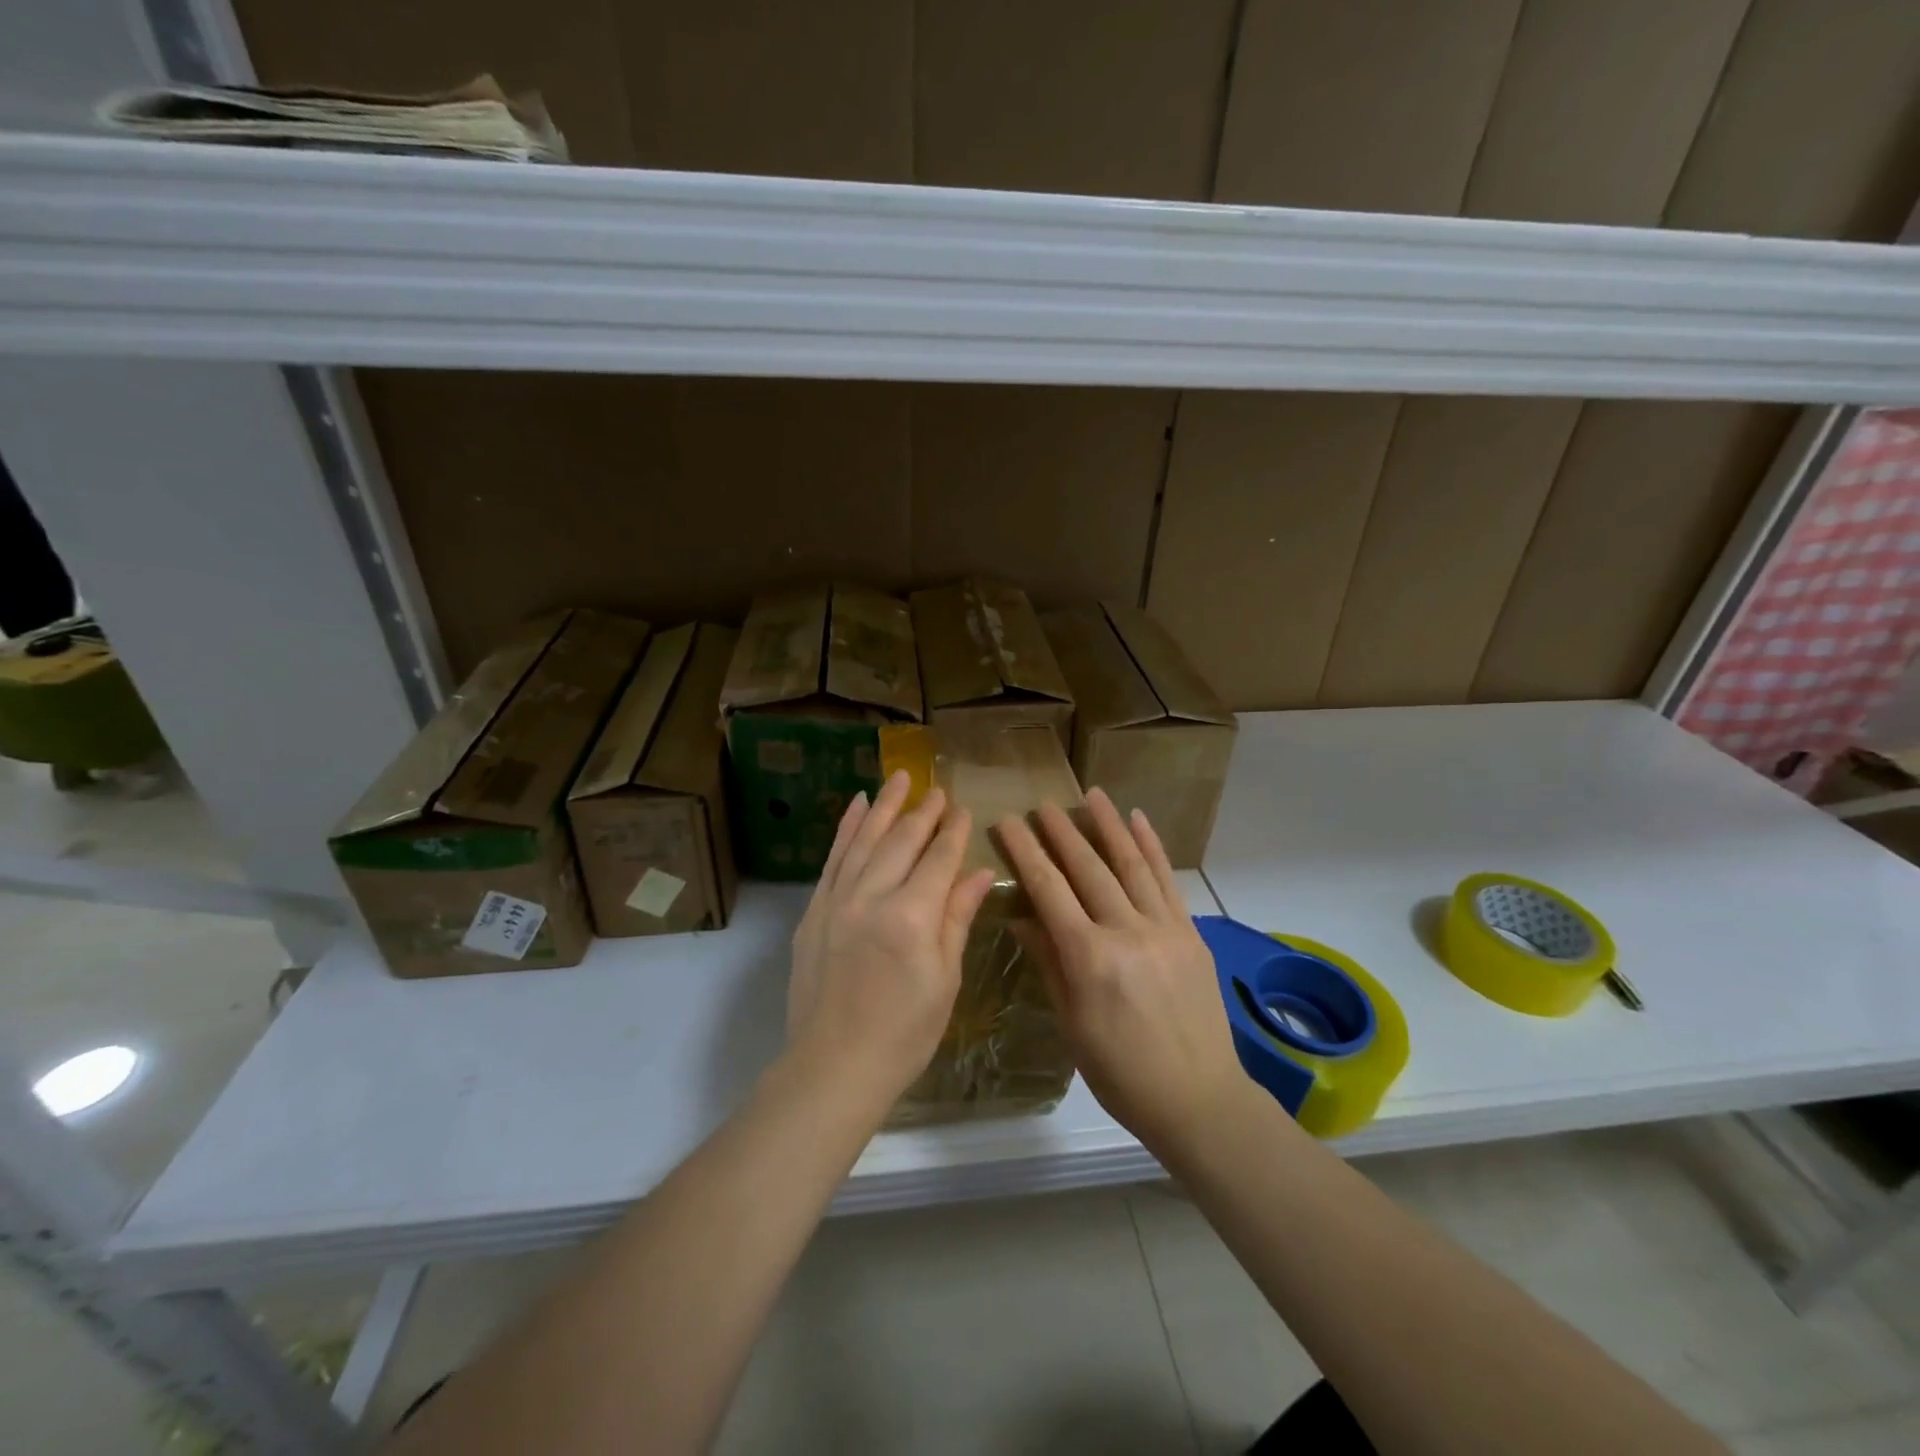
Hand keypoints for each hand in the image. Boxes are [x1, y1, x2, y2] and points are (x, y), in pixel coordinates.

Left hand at [787, 770, 996, 1108]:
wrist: (834, 1066)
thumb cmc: (904, 1033)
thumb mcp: (944, 979)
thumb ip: (957, 918)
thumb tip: (978, 872)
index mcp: (911, 916)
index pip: (938, 859)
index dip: (952, 832)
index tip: (961, 808)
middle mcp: (872, 897)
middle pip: (901, 842)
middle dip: (922, 812)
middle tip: (936, 788)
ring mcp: (837, 901)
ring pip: (864, 840)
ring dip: (884, 807)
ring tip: (899, 778)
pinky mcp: (814, 911)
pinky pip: (832, 859)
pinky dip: (846, 830)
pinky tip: (856, 807)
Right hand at [996, 789, 1245, 1158]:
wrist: (1198, 1099)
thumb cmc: (1121, 1073)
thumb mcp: (1072, 1023)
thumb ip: (1050, 963)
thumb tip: (1022, 919)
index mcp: (1090, 959)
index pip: (1049, 891)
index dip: (1026, 853)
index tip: (1008, 823)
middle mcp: (1127, 933)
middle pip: (1088, 869)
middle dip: (1061, 833)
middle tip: (1042, 805)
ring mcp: (1164, 929)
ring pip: (1131, 864)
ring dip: (1109, 826)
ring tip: (1091, 796)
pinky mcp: (1190, 933)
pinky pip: (1167, 881)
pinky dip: (1152, 847)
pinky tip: (1138, 820)